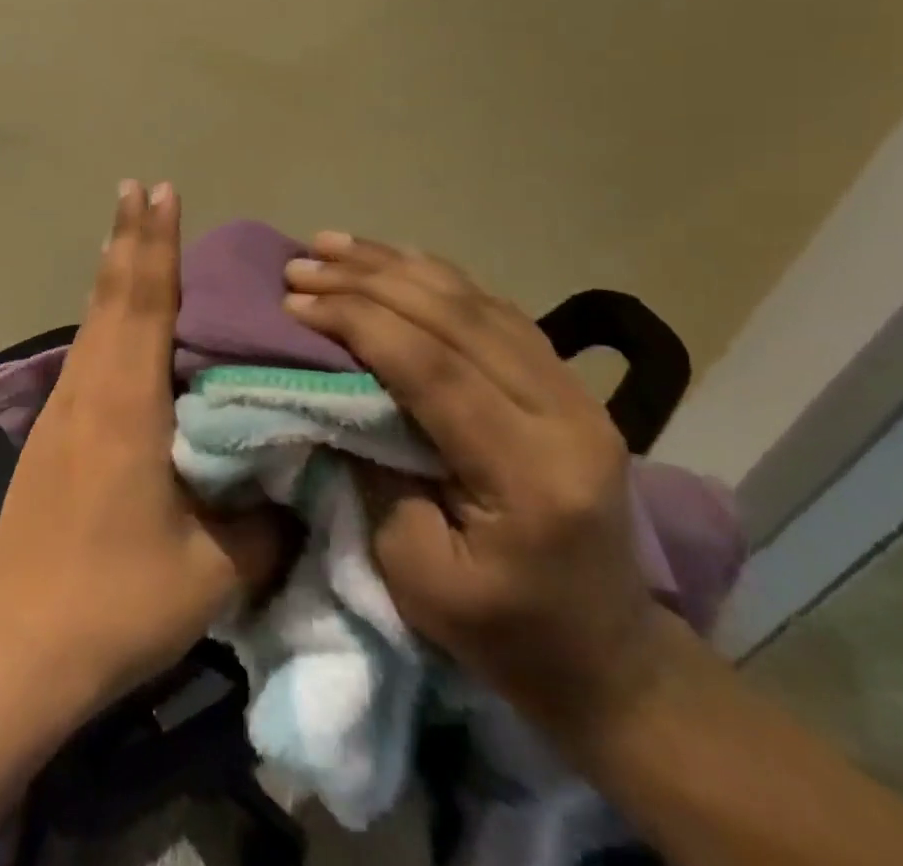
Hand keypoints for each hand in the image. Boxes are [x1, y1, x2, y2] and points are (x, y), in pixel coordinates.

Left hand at [0, 182, 286, 714]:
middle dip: (128, 238)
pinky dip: (103, 316)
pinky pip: (85, 353)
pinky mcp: (51, 434)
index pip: (144, 303)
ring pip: (92, 321)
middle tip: (139, 187)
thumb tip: (292, 484)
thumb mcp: (213, 571)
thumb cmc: (118, 602)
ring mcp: (62, 410)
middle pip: (111, 297)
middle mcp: (88, 390)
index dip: (154, 244)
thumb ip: (262, 521)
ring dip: (112, 272)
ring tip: (128, 235)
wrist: (21, 646)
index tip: (159, 191)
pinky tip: (114, 322)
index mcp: (126, 405)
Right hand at [282, 233, 669, 740]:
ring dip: (395, 266)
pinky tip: (394, 259)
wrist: (608, 658)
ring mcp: (576, 394)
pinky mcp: (568, 385)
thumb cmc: (502, 632)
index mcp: (532, 475)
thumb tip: (330, 392)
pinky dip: (436, 277)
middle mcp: (567, 417)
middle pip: (455, 319)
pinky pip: (495, 310)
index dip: (358, 323)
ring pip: (476, 301)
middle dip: (366, 281)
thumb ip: (373, 473)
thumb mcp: (415, 574)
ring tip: (331, 244)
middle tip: (300, 264)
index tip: (295, 301)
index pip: (434, 369)